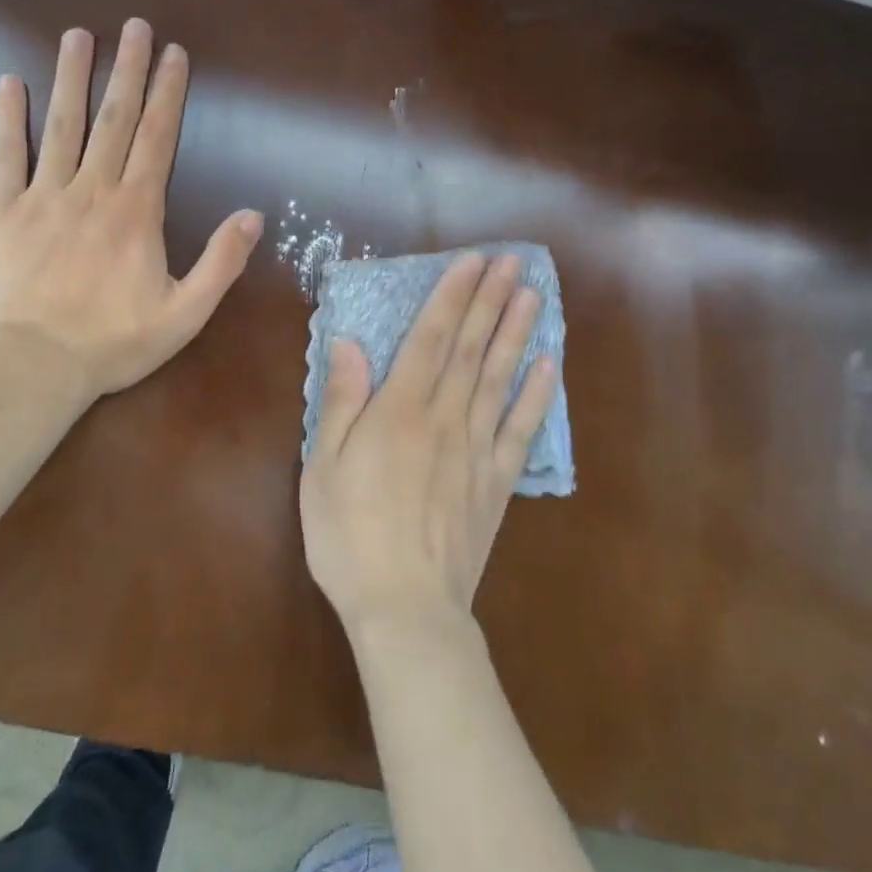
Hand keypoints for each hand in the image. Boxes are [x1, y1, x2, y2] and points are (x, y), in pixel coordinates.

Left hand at [0, 18, 263, 403]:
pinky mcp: (1, 212)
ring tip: (78, 35)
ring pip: (62, 125)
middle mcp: (92, 190)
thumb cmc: (112, 343)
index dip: (167, 93)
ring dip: (72, 77)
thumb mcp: (185, 314)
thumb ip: (221, 262)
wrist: (30, 368)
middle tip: (134, 25)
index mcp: (136, 210)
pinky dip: (7, 119)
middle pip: (113, 118)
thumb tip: (254, 215)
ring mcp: (43, 196)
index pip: (157, 138)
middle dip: (126, 69)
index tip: (173, 53)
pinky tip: (10, 83)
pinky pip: (5, 156)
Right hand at [299, 252, 558, 634]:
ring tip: (533, 294)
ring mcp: (477, 450)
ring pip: (500, 379)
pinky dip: (537, 396)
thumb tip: (349, 343)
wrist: (405, 610)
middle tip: (513, 261)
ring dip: (517, 333)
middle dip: (491, 301)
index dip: (452, 297)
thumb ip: (341, 401)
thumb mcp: (323, 467)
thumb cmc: (350, 535)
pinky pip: (521, 431)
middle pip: (471, 349)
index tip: (471, 261)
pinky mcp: (497, 483)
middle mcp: (445, 419)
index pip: (431, 339)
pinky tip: (548, 365)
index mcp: (399, 411)